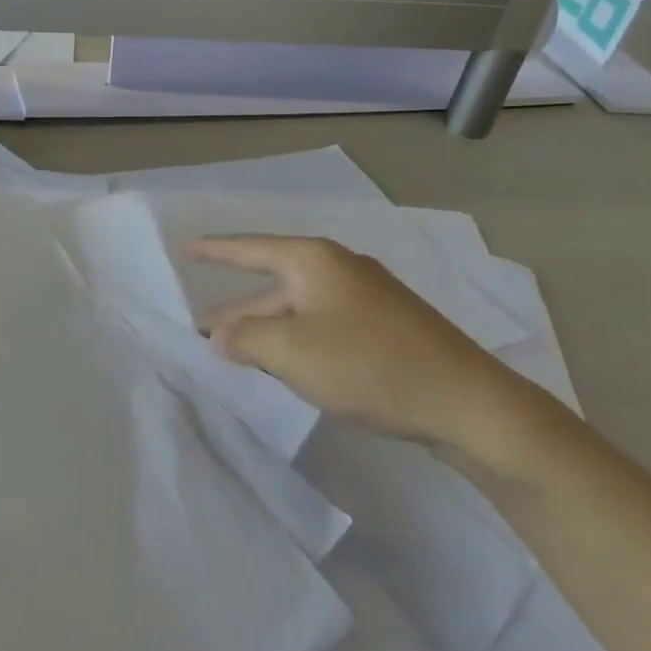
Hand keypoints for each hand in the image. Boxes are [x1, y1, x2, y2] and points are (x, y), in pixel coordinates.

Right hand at [191, 235, 521, 449]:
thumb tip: (221, 335)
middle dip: (238, 310)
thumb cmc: (367, 365)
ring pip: (299, 309)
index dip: (215, 250)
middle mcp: (341, 269)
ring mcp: (367, 298)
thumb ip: (244, 338)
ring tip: (236, 354)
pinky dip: (296, 342)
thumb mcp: (290, 350)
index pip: (251, 248)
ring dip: (267, 331)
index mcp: (315, 261)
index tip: (186, 248)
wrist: (465, 401)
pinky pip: (323, 326)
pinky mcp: (385, 327)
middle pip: (274, 284)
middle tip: (202, 333)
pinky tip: (287, 366)